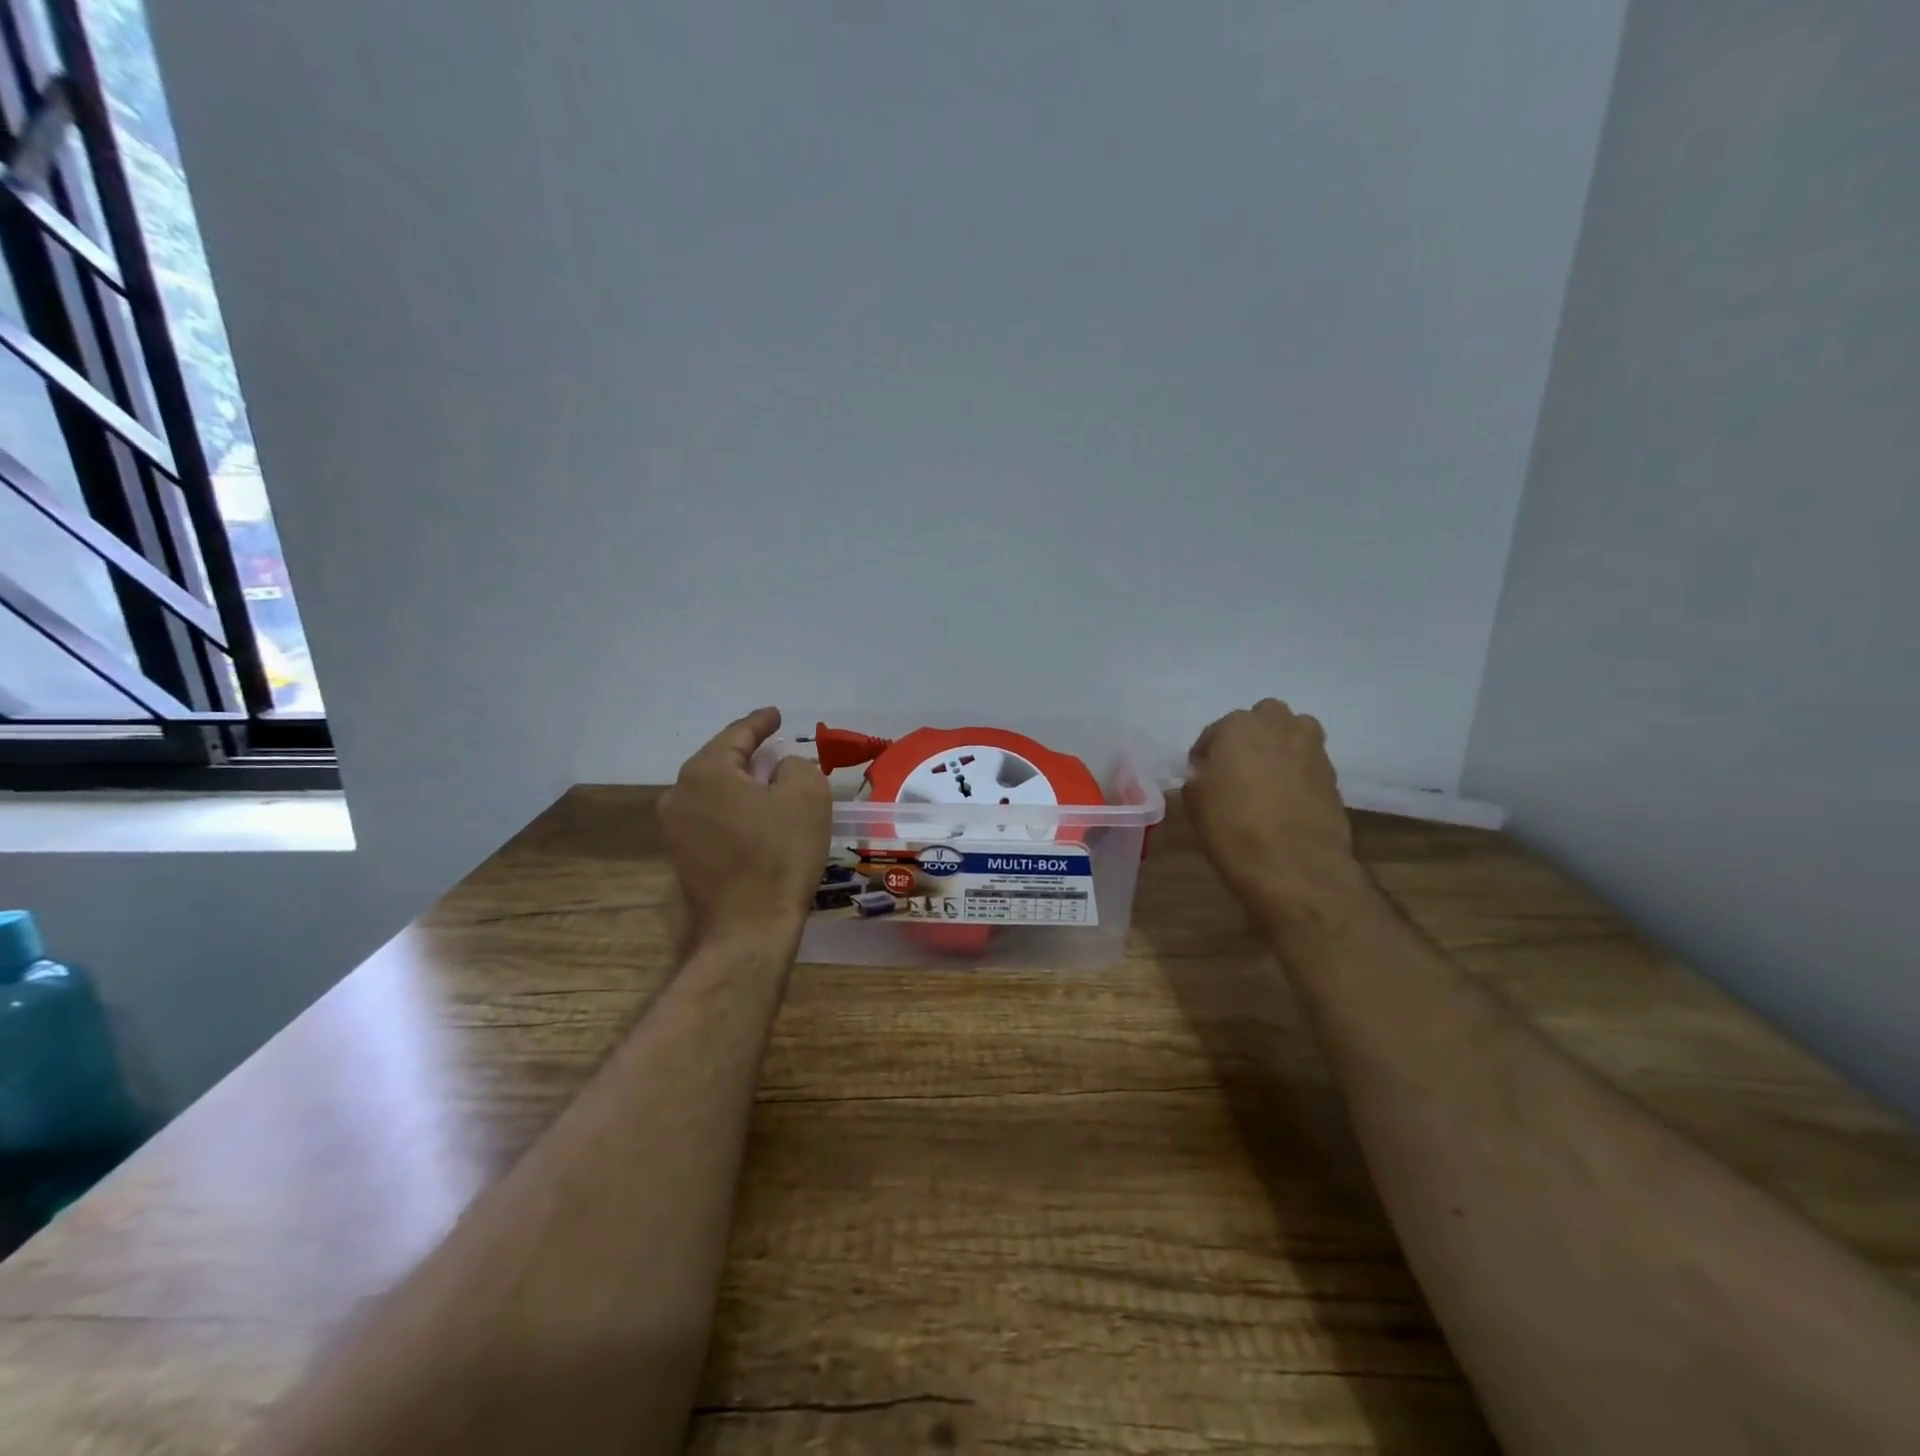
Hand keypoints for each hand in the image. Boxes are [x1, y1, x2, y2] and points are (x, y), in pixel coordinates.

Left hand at [661, 707, 831, 945]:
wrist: (748, 928)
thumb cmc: (780, 854)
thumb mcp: (806, 795)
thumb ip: (796, 766)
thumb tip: (780, 769)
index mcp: (706, 771)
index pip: (737, 735)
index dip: (760, 722)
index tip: (776, 715)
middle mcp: (679, 794)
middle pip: (720, 762)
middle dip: (749, 754)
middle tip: (776, 748)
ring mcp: (674, 829)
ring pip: (714, 792)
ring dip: (741, 786)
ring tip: (769, 783)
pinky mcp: (682, 857)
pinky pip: (711, 818)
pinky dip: (734, 811)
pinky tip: (756, 819)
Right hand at [1184, 699, 1368, 921]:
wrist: (1294, 865)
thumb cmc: (1232, 827)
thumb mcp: (1194, 800)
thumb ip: (1198, 775)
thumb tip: (1207, 771)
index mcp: (1237, 726)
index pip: (1214, 732)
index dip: (1206, 755)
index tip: (1202, 778)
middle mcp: (1278, 725)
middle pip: (1262, 719)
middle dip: (1250, 737)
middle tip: (1238, 769)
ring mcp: (1312, 748)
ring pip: (1293, 733)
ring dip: (1279, 746)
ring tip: (1266, 779)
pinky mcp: (1333, 774)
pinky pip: (1309, 762)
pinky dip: (1298, 772)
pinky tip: (1287, 799)